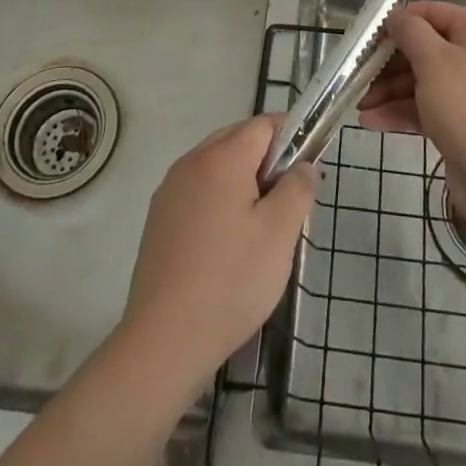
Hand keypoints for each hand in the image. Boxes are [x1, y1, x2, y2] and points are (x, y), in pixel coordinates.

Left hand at [117, 114, 315, 391]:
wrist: (164, 340)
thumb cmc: (230, 281)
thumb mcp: (279, 235)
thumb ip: (297, 189)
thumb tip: (305, 164)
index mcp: (221, 158)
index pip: (263, 125)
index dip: (291, 138)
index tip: (307, 172)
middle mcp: (191, 162)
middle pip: (238, 140)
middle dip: (267, 161)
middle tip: (286, 204)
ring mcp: (170, 189)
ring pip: (217, 166)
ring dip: (243, 181)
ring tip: (260, 228)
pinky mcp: (159, 217)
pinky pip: (198, 190)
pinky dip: (219, 200)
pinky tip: (227, 244)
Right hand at [358, 2, 465, 219]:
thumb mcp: (433, 60)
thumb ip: (410, 31)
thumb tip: (396, 15)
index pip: (434, 12)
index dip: (401, 20)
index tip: (371, 35)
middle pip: (425, 49)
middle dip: (389, 63)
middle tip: (360, 74)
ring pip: (423, 80)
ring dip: (390, 90)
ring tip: (361, 106)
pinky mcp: (463, 122)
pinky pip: (427, 107)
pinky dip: (401, 111)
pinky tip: (372, 121)